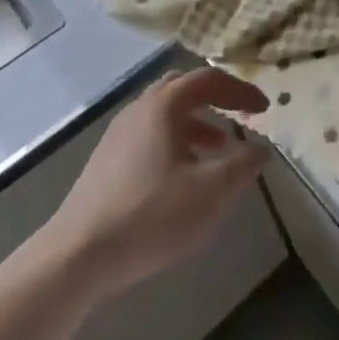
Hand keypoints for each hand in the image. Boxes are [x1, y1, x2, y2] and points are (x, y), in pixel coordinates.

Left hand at [42, 66, 268, 305]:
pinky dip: (175, 140)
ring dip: (196, 121)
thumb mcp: (210, 192)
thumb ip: (242, 165)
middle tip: (239, 114)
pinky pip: (149, 134)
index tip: (264, 109)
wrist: (74, 259)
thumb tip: (261, 149)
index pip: (209, 80)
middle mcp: (139, 110)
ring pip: (164, 113)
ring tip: (218, 146)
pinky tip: (182, 174)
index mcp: (163, 106)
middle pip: (183, 87)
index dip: (241, 90)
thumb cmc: (149, 215)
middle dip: (216, 98)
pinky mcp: (105, 162)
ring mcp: (117, 135)